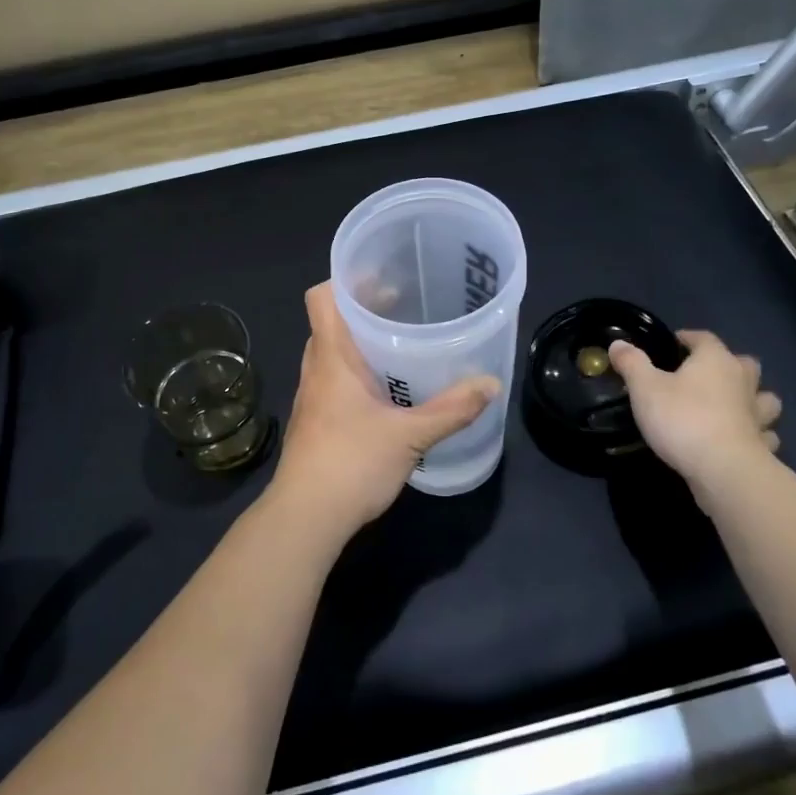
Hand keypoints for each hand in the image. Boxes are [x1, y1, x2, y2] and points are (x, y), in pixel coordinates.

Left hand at [271, 283, 499, 536]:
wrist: (305, 518)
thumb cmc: (351, 463)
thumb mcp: (410, 436)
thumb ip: (451, 409)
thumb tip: (491, 384)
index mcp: (332, 357)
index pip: (322, 297)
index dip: (346, 279)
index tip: (382, 276)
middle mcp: (317, 369)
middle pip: (331, 321)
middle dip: (364, 309)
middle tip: (404, 304)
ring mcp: (312, 396)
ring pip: (333, 352)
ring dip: (361, 342)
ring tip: (401, 343)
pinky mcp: (316, 421)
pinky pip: (335, 379)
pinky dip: (357, 371)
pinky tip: (388, 390)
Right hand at [607, 330, 782, 514]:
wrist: (723, 470)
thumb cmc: (682, 419)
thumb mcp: (644, 388)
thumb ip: (632, 363)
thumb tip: (618, 343)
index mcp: (715, 360)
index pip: (704, 338)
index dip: (689, 338)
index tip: (675, 342)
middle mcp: (742, 381)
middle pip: (745, 363)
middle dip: (730, 364)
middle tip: (708, 374)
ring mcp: (758, 415)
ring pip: (765, 398)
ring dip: (755, 399)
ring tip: (736, 406)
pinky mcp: (763, 445)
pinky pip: (766, 435)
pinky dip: (759, 435)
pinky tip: (745, 440)